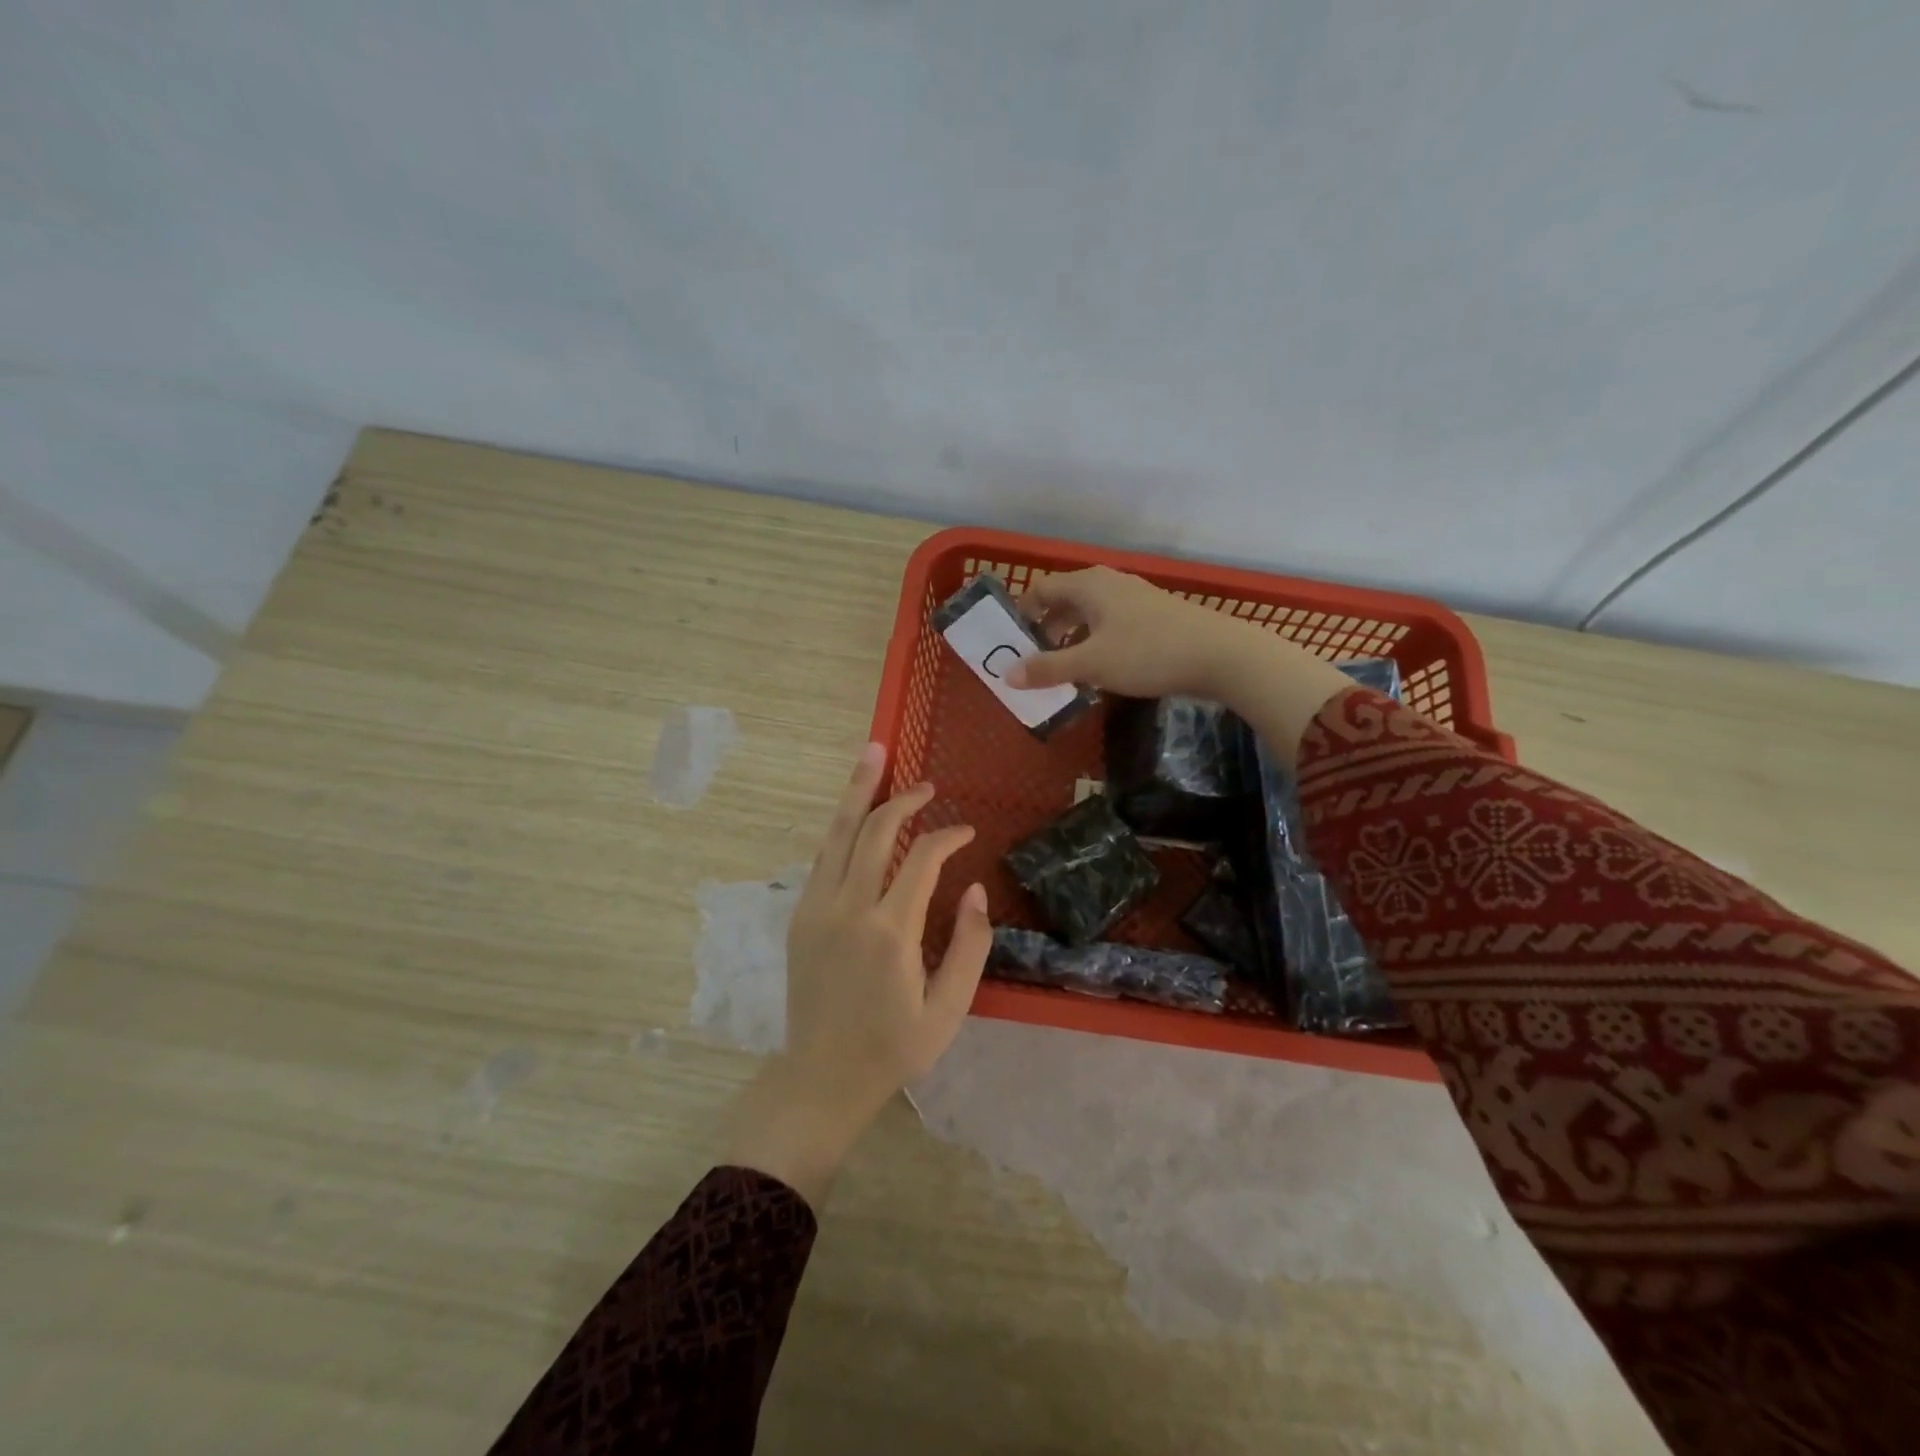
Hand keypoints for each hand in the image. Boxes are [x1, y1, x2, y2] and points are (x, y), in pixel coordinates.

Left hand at [721, 742, 991, 1204]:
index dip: (948, 835)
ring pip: (839, 834)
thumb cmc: (893, 1047)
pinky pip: (824, 857)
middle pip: (875, 831)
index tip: (967, 830)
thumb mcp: (948, 1009)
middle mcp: (849, 908)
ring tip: (873, 754)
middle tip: (927, 785)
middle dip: (903, 799)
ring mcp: (817, 908)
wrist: (821, 1077)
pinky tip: (855, 813)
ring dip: (858, 793)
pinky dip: (842, 828)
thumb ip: (969, 945)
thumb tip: (973, 888)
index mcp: (890, 932)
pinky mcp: (800, 915)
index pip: (922, 859)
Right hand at [1004, 565, 1252, 698]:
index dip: (1022, 613)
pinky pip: (1111, 625)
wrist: (1220, 655)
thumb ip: (1047, 668)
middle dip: (1046, 630)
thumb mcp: (1091, 664)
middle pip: (1064, 601)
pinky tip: (1101, 670)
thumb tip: (1007, 676)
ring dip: (1072, 639)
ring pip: (1089, 615)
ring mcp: (1135, 598)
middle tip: (1034, 661)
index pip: (1041, 589)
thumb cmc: (1147, 653)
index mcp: (1088, 585)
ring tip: (1064, 670)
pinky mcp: (1154, 616)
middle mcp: (1109, 583)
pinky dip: (1096, 643)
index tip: (1011, 643)